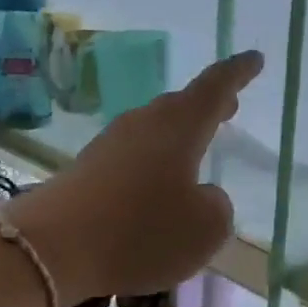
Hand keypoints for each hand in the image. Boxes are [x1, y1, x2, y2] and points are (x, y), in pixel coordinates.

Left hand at [8, 51, 263, 302]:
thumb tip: (202, 195)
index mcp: (178, 127)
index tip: (254, 59)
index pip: (214, 87)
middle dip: (205, 106)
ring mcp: (109, 146)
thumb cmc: (141, 231)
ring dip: (176, 136)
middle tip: (228, 106)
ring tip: (193, 150)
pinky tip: (153, 188)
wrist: (53, 248)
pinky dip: (151, 165)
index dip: (238, 73)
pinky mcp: (86, 170)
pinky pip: (130, 158)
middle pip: (179, 106)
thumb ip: (216, 207)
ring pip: (152, 131)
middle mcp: (142, 125)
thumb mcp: (205, 229)